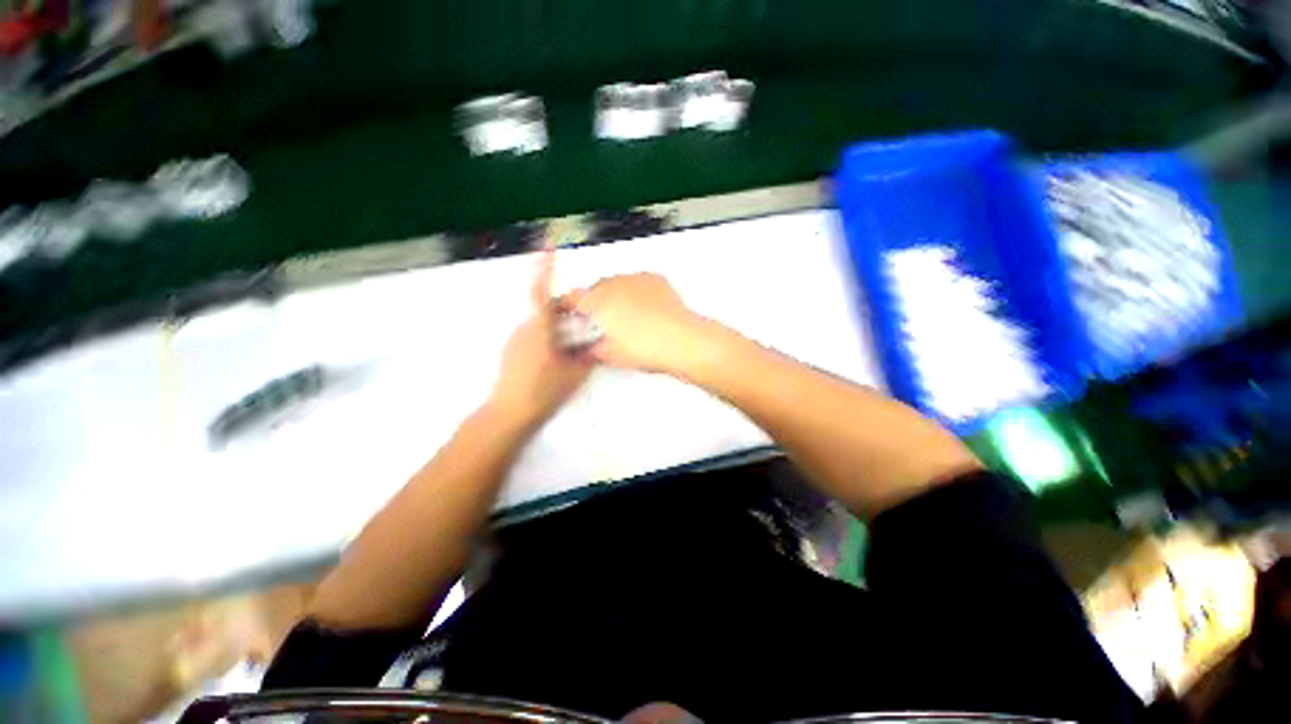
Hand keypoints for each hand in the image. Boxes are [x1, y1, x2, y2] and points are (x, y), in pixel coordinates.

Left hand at [489, 251, 592, 428]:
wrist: (509, 413)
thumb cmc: (544, 390)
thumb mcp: (575, 372)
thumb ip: (588, 354)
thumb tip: (597, 342)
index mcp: (539, 328)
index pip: (541, 291)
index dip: (544, 267)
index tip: (548, 245)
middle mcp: (524, 327)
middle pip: (547, 309)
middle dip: (566, 310)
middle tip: (585, 324)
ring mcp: (516, 339)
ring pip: (541, 323)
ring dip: (558, 326)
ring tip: (574, 346)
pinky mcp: (512, 350)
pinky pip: (534, 335)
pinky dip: (548, 337)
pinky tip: (557, 358)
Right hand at [571, 273, 710, 374]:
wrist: (681, 342)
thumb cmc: (649, 348)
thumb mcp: (610, 355)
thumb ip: (589, 350)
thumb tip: (585, 350)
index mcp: (598, 301)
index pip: (572, 298)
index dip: (569, 309)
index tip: (573, 317)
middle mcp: (614, 284)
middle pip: (594, 290)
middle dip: (596, 305)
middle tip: (604, 325)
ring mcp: (635, 279)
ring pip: (616, 285)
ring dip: (616, 298)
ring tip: (627, 319)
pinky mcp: (653, 280)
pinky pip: (637, 283)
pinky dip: (636, 294)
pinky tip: (643, 310)